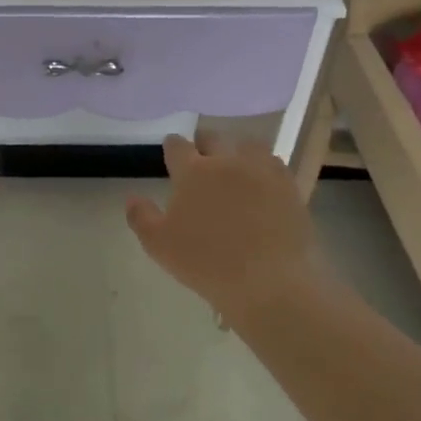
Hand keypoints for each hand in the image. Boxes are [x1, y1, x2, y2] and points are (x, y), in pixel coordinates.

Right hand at [125, 132, 321, 325]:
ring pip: (248, 146)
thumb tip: (131, 198)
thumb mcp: (159, 245)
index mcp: (193, 171)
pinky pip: (275, 166)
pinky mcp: (289, 187)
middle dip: (205, 143)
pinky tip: (263, 183)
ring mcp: (262, 172)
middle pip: (214, 138)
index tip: (171, 150)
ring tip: (236, 165)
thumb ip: (141, 217)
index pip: (177, 146)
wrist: (268, 281)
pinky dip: (264, 169)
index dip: (172, 146)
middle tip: (202, 155)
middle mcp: (227, 161)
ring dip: (238, 151)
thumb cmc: (206, 263)